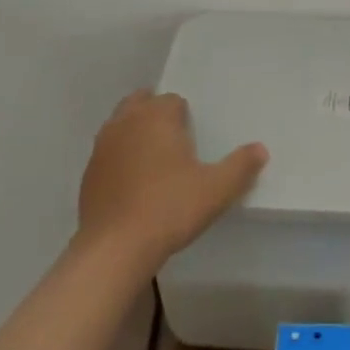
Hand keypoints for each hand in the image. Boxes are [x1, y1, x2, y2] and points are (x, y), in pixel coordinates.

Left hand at [77, 90, 268, 272]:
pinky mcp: (89, 173)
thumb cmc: (170, 208)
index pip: (172, 100)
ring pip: (120, 125)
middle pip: (141, 103)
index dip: (184, 115)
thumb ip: (241, 166)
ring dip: (135, 133)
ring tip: (154, 161)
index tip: (193, 137)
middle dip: (156, 114)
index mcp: (156, 117)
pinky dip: (120, 158)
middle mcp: (126, 122)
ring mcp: (102, 147)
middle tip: (174, 141)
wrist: (115, 248)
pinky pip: (108, 153)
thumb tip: (260, 149)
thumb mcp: (217, 189)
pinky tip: (133, 185)